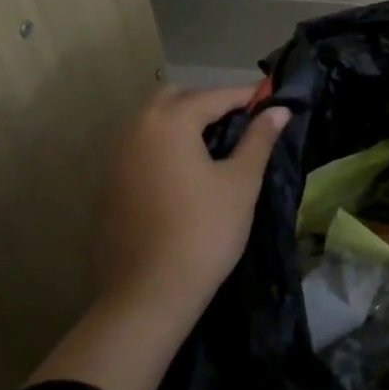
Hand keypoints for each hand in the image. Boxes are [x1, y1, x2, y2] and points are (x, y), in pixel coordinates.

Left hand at [99, 84, 289, 314]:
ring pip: (153, 121)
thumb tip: (279, 110)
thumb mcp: (241, 181)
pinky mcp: (109, 186)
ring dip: (184, 121)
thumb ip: (259, 139)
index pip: (215, 96)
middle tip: (241, 121)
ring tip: (217, 143)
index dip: (247, 96)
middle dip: (208, 102)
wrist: (150, 294)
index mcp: (169, 123)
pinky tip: (188, 170)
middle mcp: (136, 131)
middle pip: (175, 98)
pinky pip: (140, 147)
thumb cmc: (205, 230)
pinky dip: (165, 145)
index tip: (273, 98)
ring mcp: (116, 159)